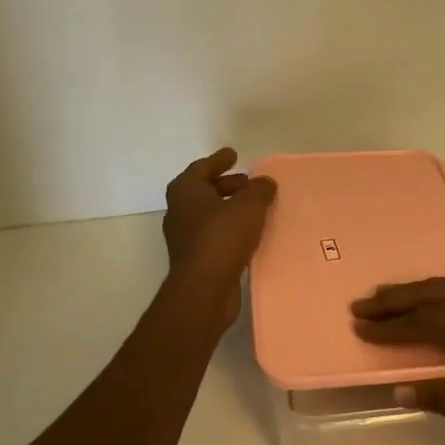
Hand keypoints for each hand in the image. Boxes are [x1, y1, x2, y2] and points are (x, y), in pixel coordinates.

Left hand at [163, 147, 276, 326]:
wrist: (204, 290)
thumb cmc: (222, 238)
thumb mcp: (248, 206)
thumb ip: (259, 190)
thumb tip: (264, 182)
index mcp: (185, 191)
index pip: (202, 168)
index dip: (219, 160)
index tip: (233, 154)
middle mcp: (180, 211)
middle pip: (203, 191)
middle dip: (226, 185)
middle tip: (247, 182)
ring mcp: (185, 237)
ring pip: (208, 214)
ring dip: (228, 208)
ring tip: (253, 207)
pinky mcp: (195, 259)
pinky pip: (214, 235)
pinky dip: (229, 229)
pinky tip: (249, 234)